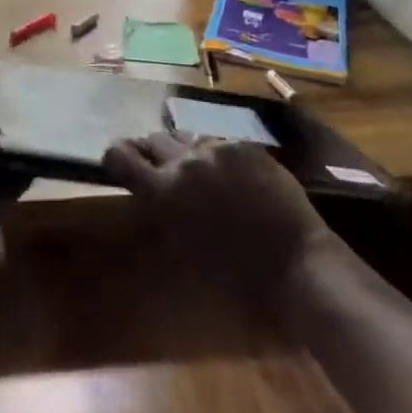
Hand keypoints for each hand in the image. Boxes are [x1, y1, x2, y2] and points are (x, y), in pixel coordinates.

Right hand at [102, 133, 335, 292]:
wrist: (295, 265)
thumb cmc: (234, 274)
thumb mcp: (181, 242)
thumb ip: (162, 207)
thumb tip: (152, 190)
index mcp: (161, 191)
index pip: (120, 155)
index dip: (116, 156)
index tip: (120, 162)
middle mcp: (183, 162)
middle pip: (153, 139)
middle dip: (152, 152)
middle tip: (161, 168)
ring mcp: (217, 150)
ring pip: (188, 138)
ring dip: (186, 152)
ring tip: (201, 171)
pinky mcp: (246, 148)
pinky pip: (222, 144)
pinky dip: (220, 157)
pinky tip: (235, 177)